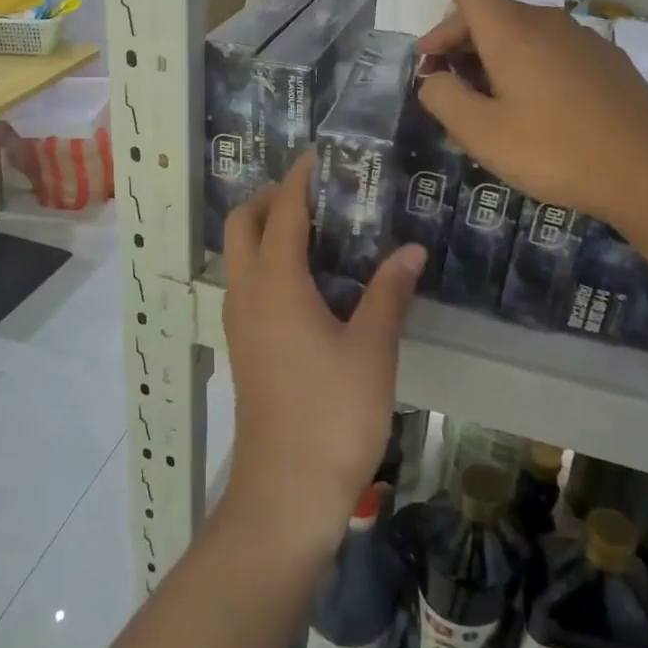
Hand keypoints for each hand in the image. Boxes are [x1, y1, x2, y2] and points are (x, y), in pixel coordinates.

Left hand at [219, 157, 424, 552]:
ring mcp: (238, 323)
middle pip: (241, 226)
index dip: (298, 180)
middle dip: (268, 198)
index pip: (281, 212)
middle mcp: (247, 294)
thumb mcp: (372, 350)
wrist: (286, 492)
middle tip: (313, 191)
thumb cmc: (333, 414)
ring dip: (262, 229)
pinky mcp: (242, 347)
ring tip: (314, 227)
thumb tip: (410, 250)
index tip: (319, 156)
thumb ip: (388, 293)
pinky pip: (246, 283)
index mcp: (276, 284)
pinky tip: (307, 279)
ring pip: (238, 256)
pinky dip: (265, 261)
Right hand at [403, 0, 647, 221]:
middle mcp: (545, 22)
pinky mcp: (602, 59)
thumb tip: (433, 79)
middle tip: (434, 78)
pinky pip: (545, 48)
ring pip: (516, 32)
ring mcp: (579, 38)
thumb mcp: (482, 134)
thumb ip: (444, 99)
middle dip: (450, 37)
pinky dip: (518, 63)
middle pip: (486, 12)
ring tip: (477, 100)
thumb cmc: (556, 152)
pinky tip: (522, 104)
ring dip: (484, 54)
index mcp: (511, 32)